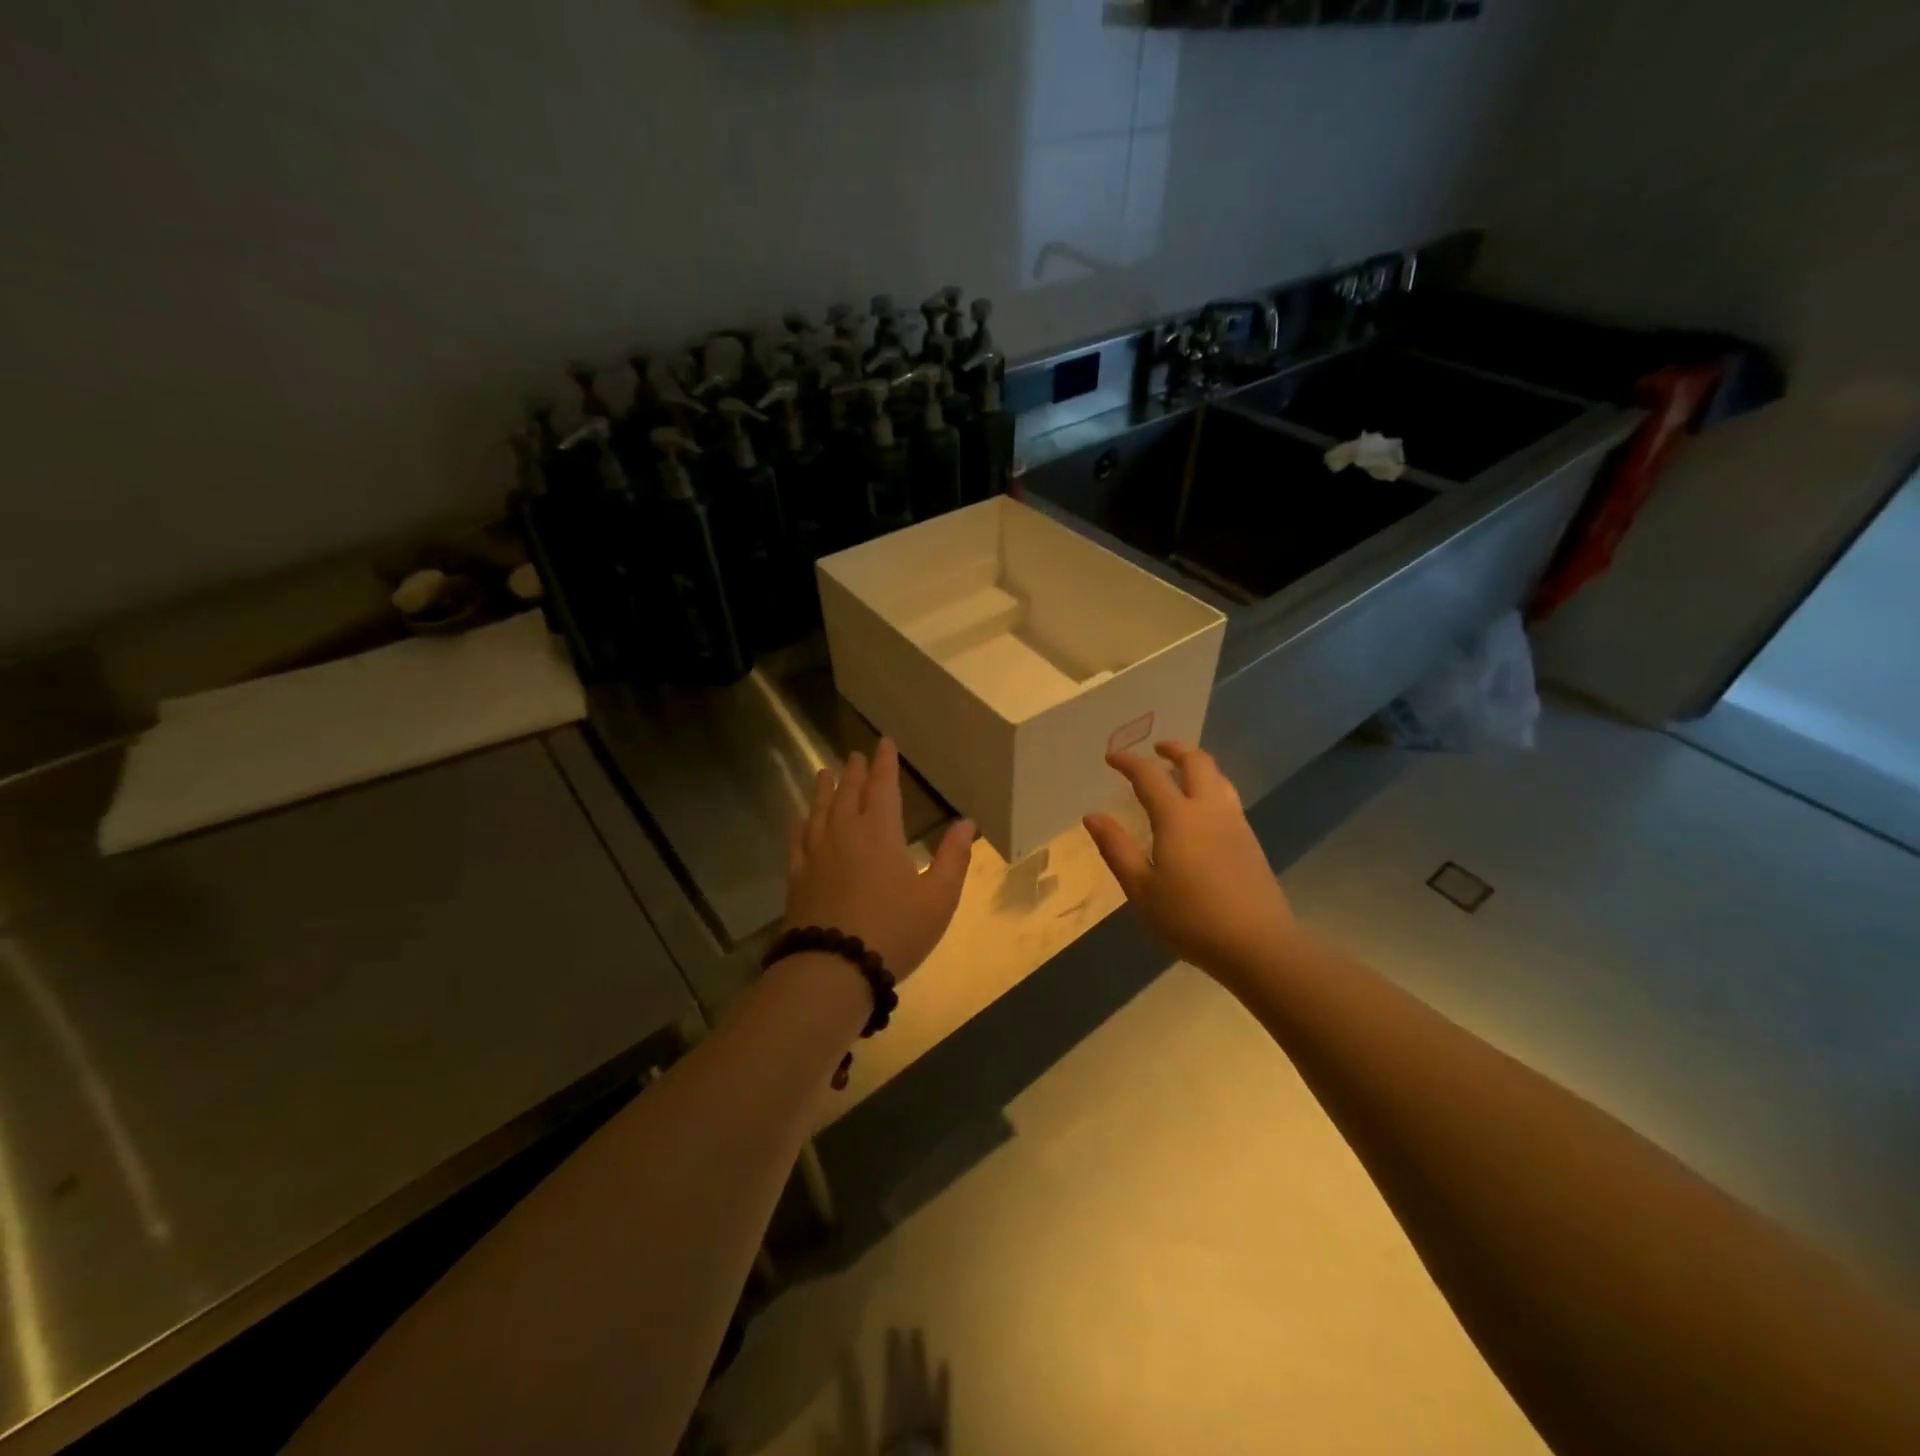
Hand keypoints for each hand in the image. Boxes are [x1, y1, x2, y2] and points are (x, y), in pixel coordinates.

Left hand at [784, 738, 974, 979]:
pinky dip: (801, 824)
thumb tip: (966, 822)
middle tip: (854, 755)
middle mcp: (845, 833)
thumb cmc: (895, 931)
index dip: (885, 763)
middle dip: (854, 771)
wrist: (833, 968)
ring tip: (825, 772)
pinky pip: (798, 840)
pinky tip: (801, 820)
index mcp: (880, 832)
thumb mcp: (938, 897)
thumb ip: (953, 858)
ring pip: (820, 810)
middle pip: (848, 792)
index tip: (884, 743)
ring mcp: (816, 854)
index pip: (883, 786)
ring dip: (825, 789)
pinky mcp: (798, 877)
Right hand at [1083, 741, 1293, 980]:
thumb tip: (1092, 816)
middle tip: (1157, 749)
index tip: (1111, 758)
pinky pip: (1228, 797)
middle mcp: (1209, 809)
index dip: (1128, 762)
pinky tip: (1201, 810)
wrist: (1258, 944)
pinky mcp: (1250, 841)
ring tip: (1180, 772)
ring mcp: (1235, 823)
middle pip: (1196, 762)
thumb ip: (1116, 848)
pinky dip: (1210, 787)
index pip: (1149, 776)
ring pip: (1218, 777)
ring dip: (1197, 765)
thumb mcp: (1141, 889)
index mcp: (1177, 817)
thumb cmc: (1190, 918)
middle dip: (1174, 749)